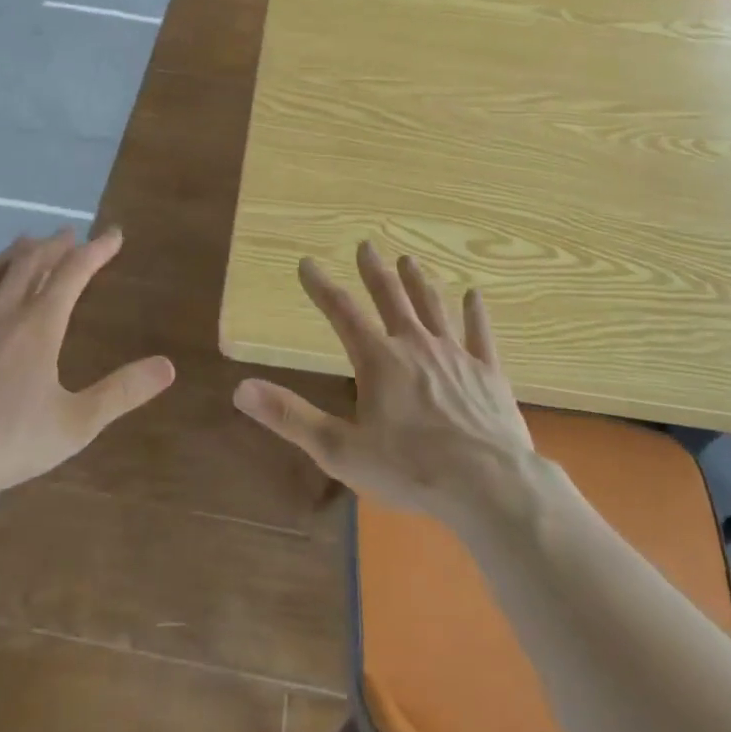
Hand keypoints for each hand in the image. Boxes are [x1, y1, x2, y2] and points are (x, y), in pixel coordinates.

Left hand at [0, 227, 174, 504]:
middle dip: (54, 246)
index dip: (96, 250)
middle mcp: (1, 312)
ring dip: (13, 252)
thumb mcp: (75, 424)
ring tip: (27, 241)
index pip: (74, 274)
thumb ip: (122, 392)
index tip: (113, 234)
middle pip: (31, 263)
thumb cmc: (5, 443)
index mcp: (39, 326)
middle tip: (69, 235)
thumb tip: (168, 366)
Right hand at [233, 242, 535, 527]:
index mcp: (378, 360)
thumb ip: (290, 416)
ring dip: (418, 282)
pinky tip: (474, 295)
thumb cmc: (410, 470)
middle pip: (390, 297)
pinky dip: (475, 313)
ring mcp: (455, 355)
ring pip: (432, 307)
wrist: (489, 486)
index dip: (321, 286)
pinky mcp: (488, 372)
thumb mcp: (340, 450)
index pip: (341, 312)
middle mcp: (415, 345)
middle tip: (365, 245)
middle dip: (374, 270)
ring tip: (408, 260)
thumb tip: (241, 389)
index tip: (307, 263)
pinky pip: (480, 334)